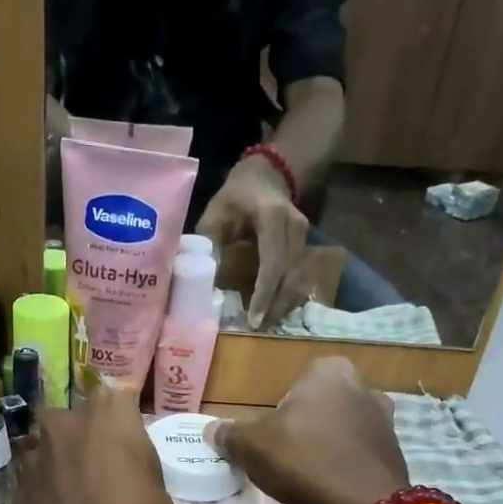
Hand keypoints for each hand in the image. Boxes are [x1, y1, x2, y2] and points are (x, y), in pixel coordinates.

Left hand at [13, 382, 174, 503]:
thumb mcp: (161, 497)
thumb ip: (140, 467)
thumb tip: (128, 468)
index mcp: (109, 416)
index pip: (117, 395)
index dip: (124, 418)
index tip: (131, 439)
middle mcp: (66, 423)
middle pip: (76, 418)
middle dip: (86, 435)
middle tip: (104, 467)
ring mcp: (34, 455)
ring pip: (50, 447)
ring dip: (62, 462)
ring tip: (78, 494)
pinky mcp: (14, 486)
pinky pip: (35, 478)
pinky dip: (46, 490)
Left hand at [197, 155, 311, 329]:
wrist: (268, 174)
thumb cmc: (237, 195)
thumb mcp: (216, 212)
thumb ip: (208, 242)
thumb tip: (195, 277)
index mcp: (273, 218)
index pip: (273, 262)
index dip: (264, 293)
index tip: (253, 319)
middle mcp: (296, 229)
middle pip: (291, 276)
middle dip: (275, 306)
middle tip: (258, 329)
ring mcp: (306, 238)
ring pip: (300, 280)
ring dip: (284, 305)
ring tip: (265, 325)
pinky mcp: (307, 247)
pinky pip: (302, 277)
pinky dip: (289, 297)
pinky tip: (275, 311)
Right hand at [205, 357, 409, 503]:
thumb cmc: (303, 460)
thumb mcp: (251, 447)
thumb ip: (230, 434)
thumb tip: (211, 431)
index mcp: (329, 372)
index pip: (299, 379)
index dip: (282, 406)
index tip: (272, 432)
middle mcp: (363, 387)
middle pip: (322, 404)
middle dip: (307, 424)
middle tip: (287, 453)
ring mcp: (385, 421)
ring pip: (343, 429)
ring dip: (327, 446)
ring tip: (307, 474)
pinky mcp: (395, 454)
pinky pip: (360, 454)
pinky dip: (345, 466)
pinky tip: (330, 487)